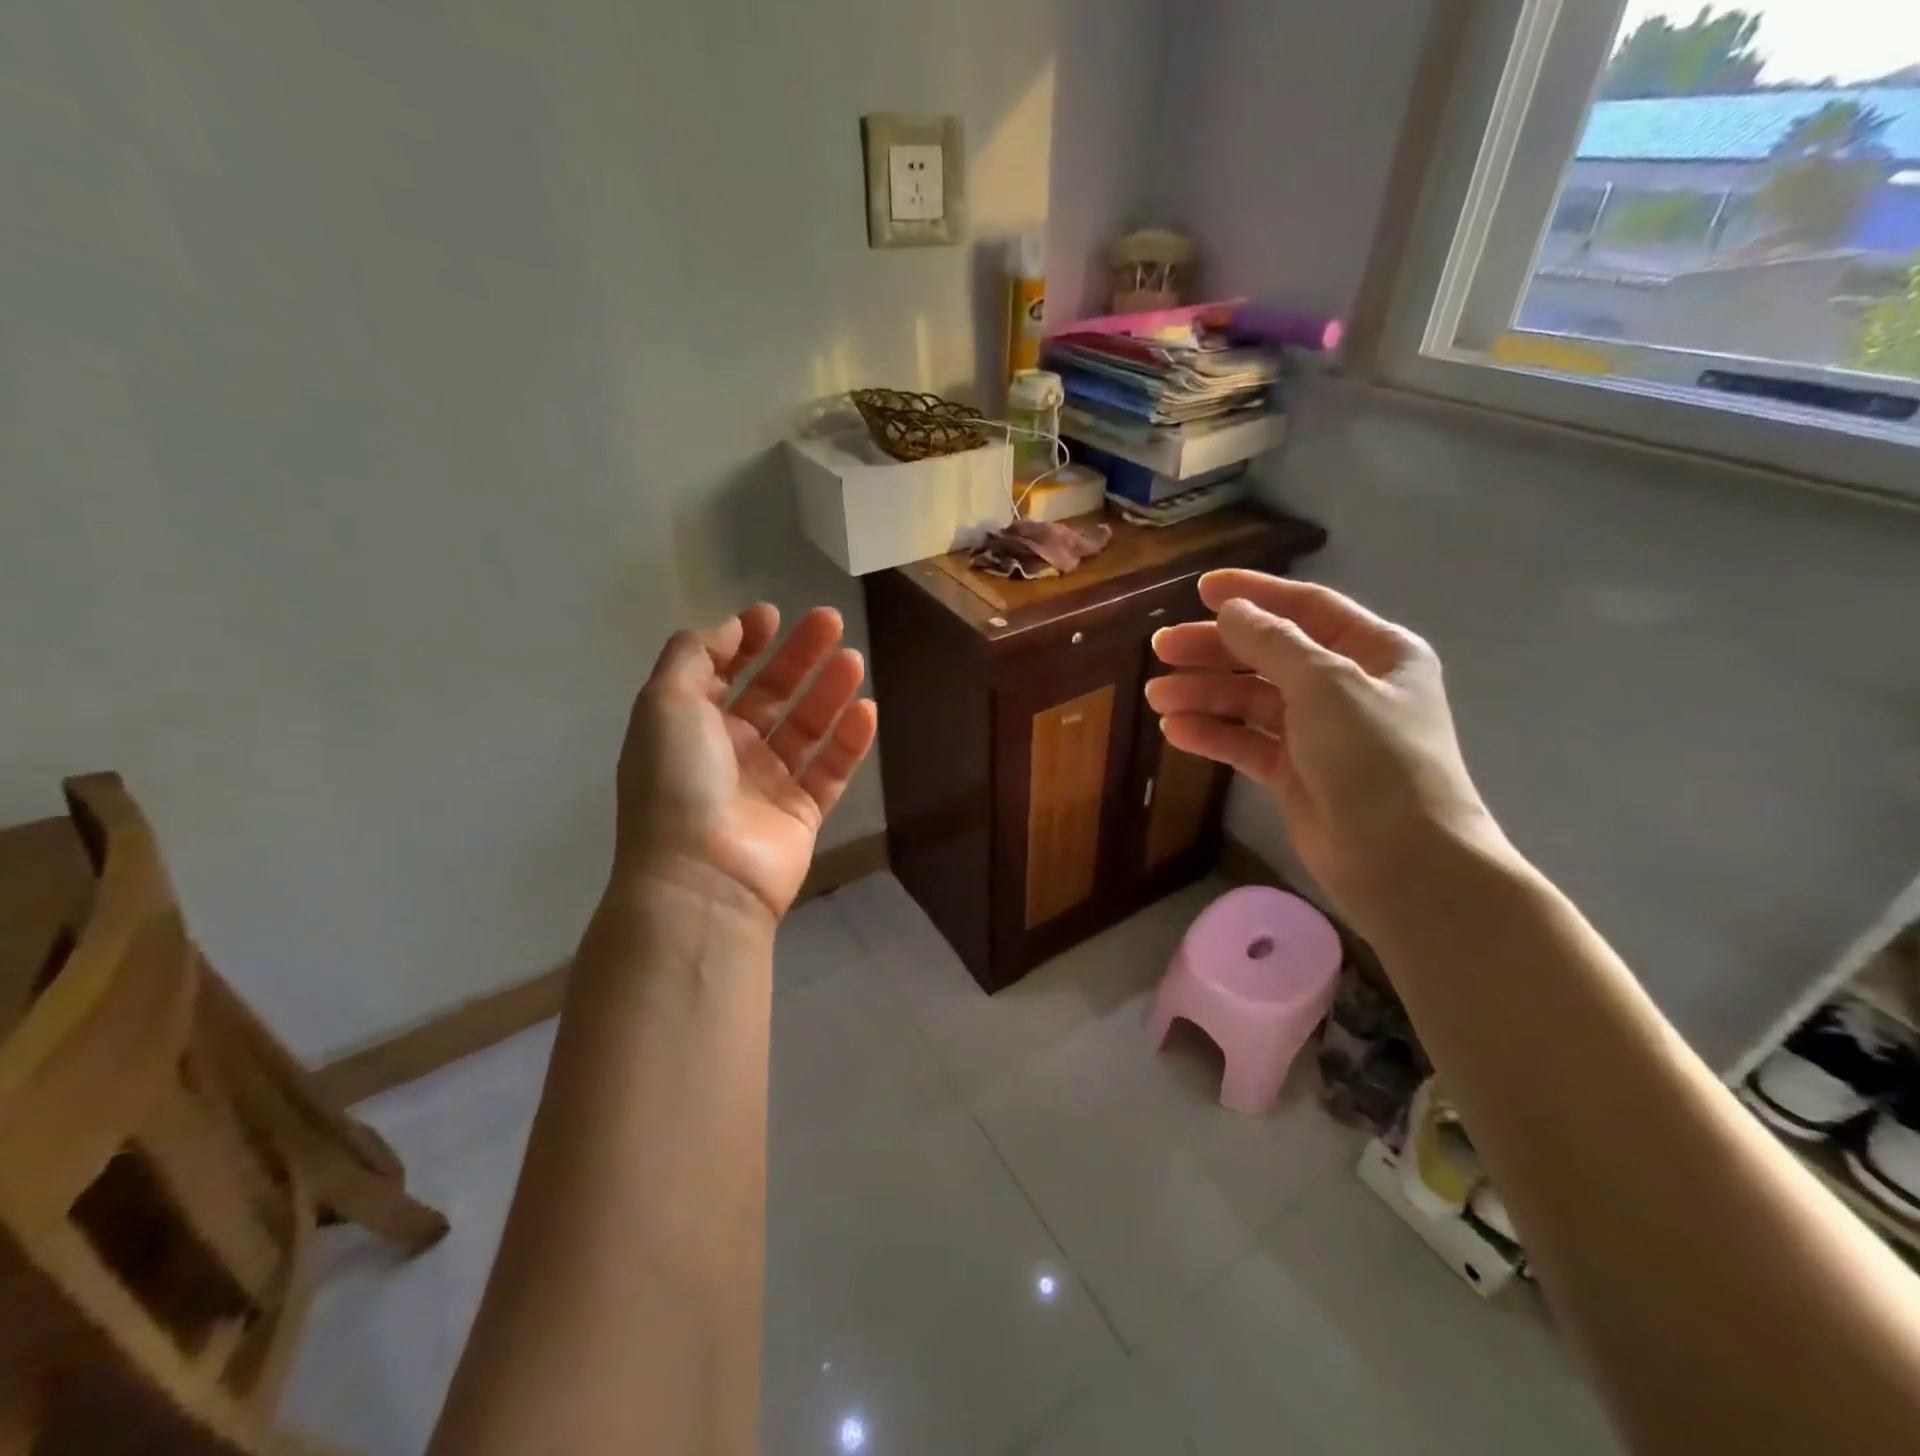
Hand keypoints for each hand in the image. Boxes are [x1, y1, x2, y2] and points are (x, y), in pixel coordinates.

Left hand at [615, 603, 877, 922]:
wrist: (703, 875)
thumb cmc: (677, 780)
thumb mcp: (665, 701)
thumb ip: (694, 654)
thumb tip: (732, 626)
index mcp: (690, 726)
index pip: (722, 673)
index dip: (745, 642)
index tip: (774, 616)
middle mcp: (729, 751)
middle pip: (772, 694)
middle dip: (799, 656)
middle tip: (831, 622)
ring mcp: (768, 784)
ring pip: (806, 728)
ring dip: (829, 692)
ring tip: (853, 659)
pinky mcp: (802, 813)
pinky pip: (831, 770)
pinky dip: (849, 741)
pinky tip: (867, 710)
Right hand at [1146, 571, 1500, 929]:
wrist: (1404, 863)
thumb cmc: (1377, 759)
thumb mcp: (1326, 686)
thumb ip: (1273, 643)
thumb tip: (1231, 610)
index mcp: (1375, 652)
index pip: (1306, 608)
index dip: (1254, 594)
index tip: (1200, 589)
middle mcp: (1347, 686)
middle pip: (1269, 655)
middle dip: (1214, 650)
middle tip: (1161, 648)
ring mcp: (1320, 732)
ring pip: (1251, 700)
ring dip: (1204, 695)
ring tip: (1156, 697)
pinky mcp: (1295, 773)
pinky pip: (1246, 742)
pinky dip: (1213, 734)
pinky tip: (1175, 731)